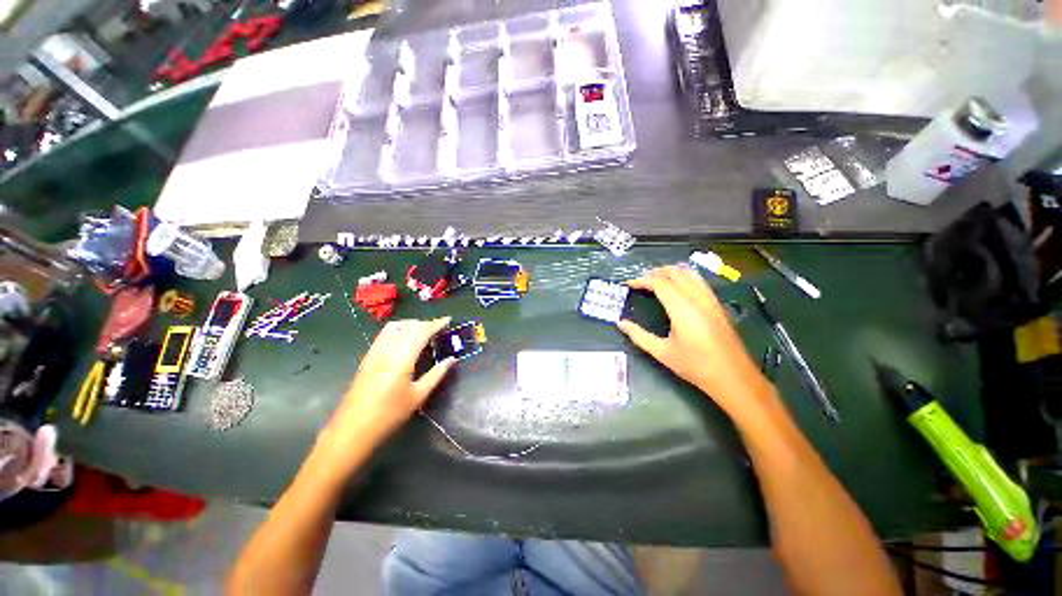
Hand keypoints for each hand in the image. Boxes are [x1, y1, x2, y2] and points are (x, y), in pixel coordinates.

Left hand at [320, 317, 454, 457]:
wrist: (352, 430)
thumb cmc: (389, 415)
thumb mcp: (418, 396)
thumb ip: (436, 375)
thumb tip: (452, 360)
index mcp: (402, 359)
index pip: (421, 332)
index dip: (435, 324)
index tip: (448, 320)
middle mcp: (387, 350)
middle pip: (407, 326)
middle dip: (424, 323)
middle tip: (438, 329)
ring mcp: (374, 352)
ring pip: (393, 327)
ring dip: (410, 324)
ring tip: (422, 332)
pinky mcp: (367, 358)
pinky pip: (384, 335)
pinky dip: (398, 330)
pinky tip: (404, 340)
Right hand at [617, 267, 770, 414]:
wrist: (734, 378)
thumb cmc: (696, 366)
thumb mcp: (662, 353)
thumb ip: (639, 336)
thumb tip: (621, 324)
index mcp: (683, 309)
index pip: (660, 283)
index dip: (643, 280)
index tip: (630, 284)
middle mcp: (698, 299)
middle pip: (675, 273)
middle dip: (655, 272)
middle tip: (640, 281)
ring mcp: (711, 300)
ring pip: (690, 274)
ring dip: (671, 272)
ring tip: (656, 280)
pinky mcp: (718, 305)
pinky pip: (699, 282)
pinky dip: (684, 278)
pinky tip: (677, 289)